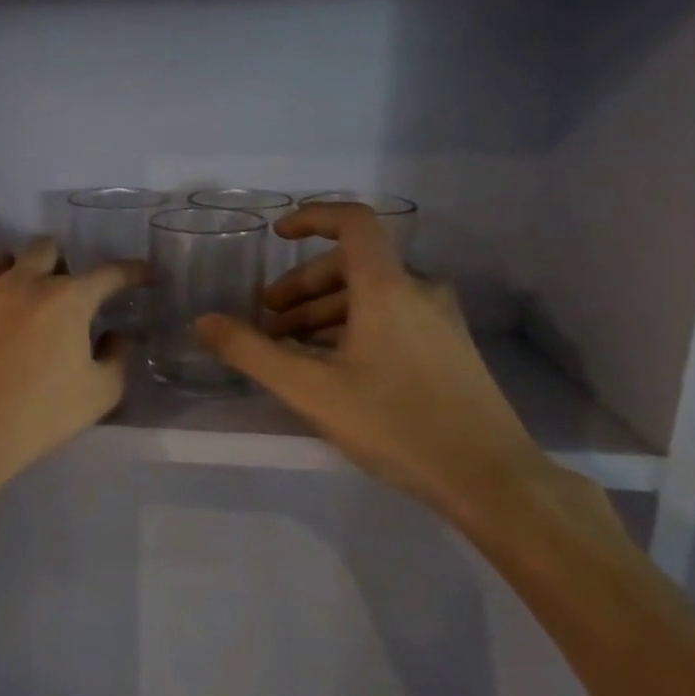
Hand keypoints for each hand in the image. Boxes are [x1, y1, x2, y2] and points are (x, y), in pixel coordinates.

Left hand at [0, 237, 144, 494]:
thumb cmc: (41, 413)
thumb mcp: (100, 393)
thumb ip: (118, 357)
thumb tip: (118, 335)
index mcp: (67, 299)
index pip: (109, 273)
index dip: (132, 271)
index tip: (144, 275)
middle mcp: (22, 282)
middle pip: (44, 247)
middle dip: (59, 262)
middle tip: (60, 293)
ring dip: (14, 271)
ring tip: (16, 298)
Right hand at [195, 204, 562, 531]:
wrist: (490, 478)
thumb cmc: (395, 425)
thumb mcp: (309, 389)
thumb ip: (251, 352)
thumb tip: (204, 321)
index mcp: (387, 288)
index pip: (353, 222)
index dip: (312, 217)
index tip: (276, 236)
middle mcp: (418, 291)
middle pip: (352, 264)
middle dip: (301, 285)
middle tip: (267, 318)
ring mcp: (440, 319)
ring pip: (371, 293)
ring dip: (323, 309)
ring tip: (291, 347)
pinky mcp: (450, 346)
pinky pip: (392, 316)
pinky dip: (353, 324)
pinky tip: (332, 364)